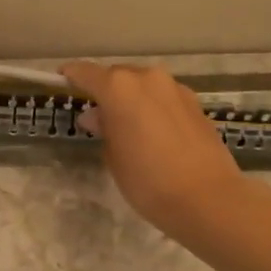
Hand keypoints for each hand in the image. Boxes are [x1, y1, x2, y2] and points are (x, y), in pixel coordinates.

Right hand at [58, 61, 247, 239]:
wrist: (208, 198)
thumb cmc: (148, 181)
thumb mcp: (114, 157)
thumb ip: (104, 129)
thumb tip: (97, 117)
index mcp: (119, 88)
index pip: (86, 73)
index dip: (71, 76)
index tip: (62, 81)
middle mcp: (147, 78)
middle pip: (117, 76)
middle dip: (105, 91)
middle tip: (97, 116)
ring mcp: (174, 88)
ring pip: (143, 85)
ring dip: (131, 98)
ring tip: (126, 125)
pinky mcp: (194, 103)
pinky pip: (163, 97)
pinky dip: (153, 106)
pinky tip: (153, 132)